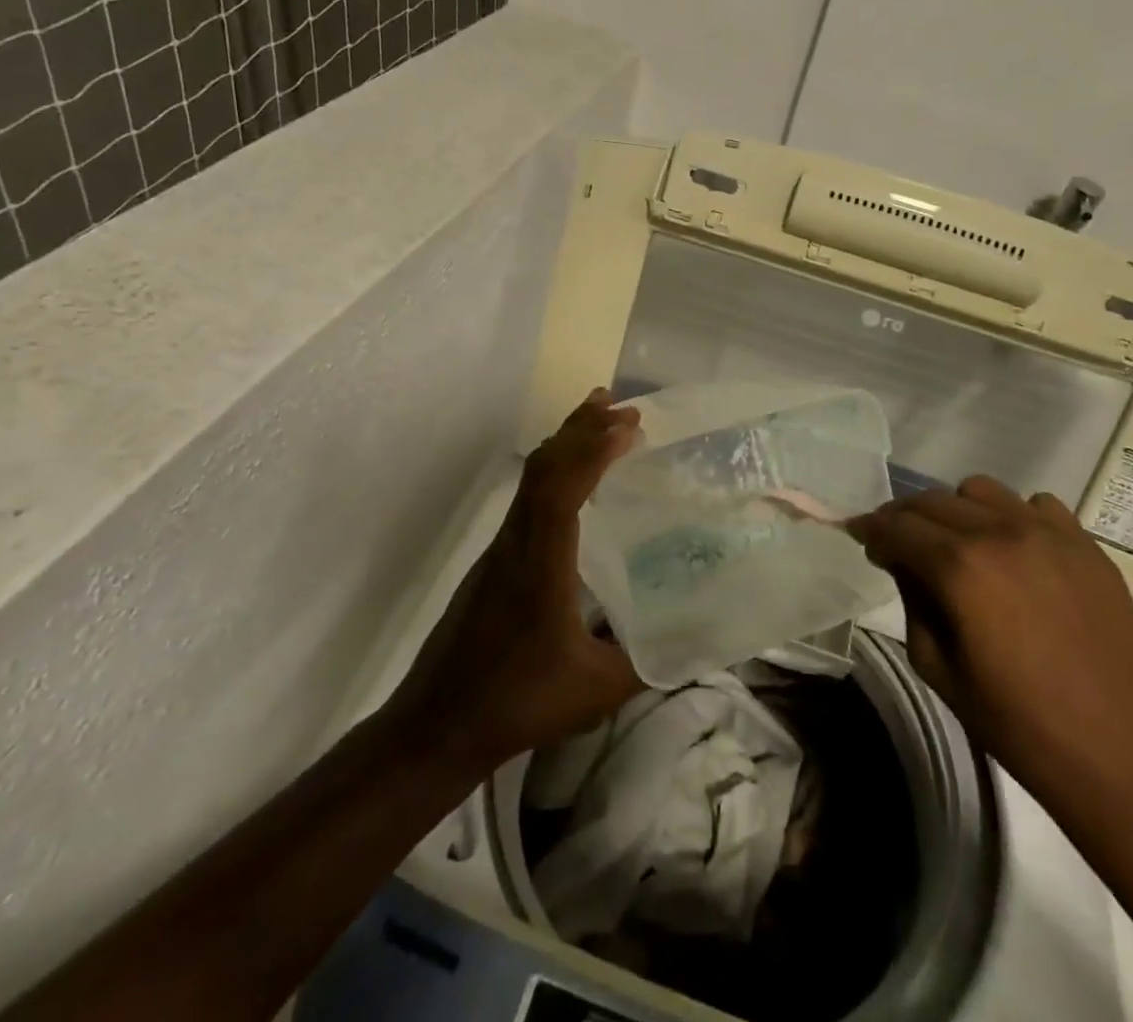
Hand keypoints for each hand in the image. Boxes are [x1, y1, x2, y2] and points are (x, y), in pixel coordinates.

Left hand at [393, 392, 645, 776]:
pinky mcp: (494, 562)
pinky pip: (527, 498)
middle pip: (544, 468)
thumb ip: (647, 661)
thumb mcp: (596, 690)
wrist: (435, 726)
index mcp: (540, 564)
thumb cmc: (517, 703)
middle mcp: (516, 543)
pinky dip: (555, 471)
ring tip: (600, 422)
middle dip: (582, 429)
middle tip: (622, 406)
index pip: (561, 488)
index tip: (628, 424)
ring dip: (567, 445)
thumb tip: (697, 641)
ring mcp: (500, 550)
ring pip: (532, 479)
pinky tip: (574, 482)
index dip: (593, 450)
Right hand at [849, 478, 1132, 809]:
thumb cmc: (1018, 725)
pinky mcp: (1086, 544)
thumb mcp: (938, 669)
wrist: (1123, 757)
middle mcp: (1001, 532)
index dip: (870, 530)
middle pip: (932, 500)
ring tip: (959, 545)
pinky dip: (1012, 518)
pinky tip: (1015, 554)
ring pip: (980, 491)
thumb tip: (904, 564)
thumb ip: (912, 602)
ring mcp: (1050, 532)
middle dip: (905, 518)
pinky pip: (1035, 505)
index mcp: (960, 567)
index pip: (897, 526)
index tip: (861, 537)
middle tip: (899, 545)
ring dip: (956, 511)